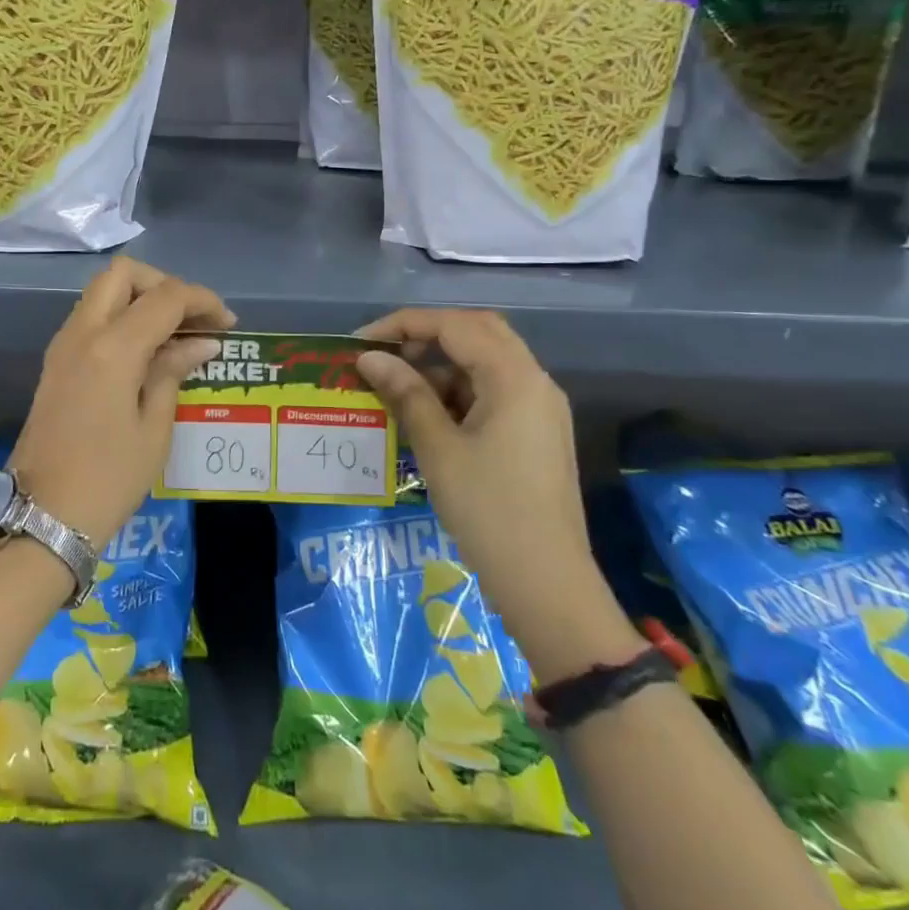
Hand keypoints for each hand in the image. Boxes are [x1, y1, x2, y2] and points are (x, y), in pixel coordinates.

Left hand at [11, 258, 232, 548]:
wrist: (42, 516)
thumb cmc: (108, 478)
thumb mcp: (153, 428)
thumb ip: (173, 371)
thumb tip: (201, 343)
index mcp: (112, 348)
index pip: (165, 298)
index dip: (202, 301)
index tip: (228, 322)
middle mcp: (82, 332)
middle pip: (123, 274)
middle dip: (163, 284)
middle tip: (192, 318)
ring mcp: (63, 344)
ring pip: (103, 291)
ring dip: (140, 298)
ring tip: (175, 333)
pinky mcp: (56, 361)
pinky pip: (92, 316)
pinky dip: (121, 316)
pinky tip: (147, 350)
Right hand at [355, 309, 642, 681]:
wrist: (547, 584)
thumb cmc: (488, 510)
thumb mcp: (439, 448)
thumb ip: (405, 393)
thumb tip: (369, 358)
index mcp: (514, 377)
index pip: (454, 325)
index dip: (404, 325)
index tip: (361, 342)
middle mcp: (534, 381)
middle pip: (477, 331)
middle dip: (427, 335)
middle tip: (385, 353)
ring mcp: (539, 407)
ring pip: (486, 361)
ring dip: (442, 363)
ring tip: (398, 386)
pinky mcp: (537, 432)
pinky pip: (494, 390)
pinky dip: (459, 389)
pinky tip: (428, 413)